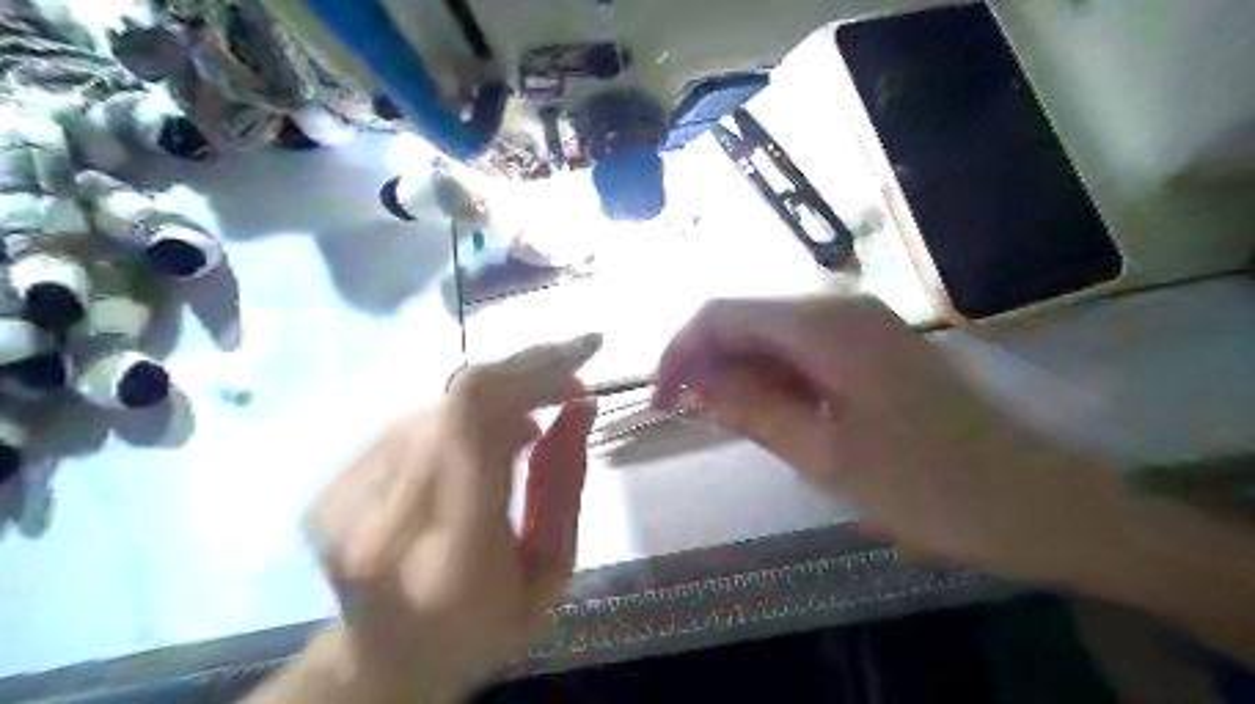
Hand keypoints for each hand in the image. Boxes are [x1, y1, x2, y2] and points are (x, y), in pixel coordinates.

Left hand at [302, 337, 596, 703]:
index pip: (472, 423)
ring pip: (439, 406)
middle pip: (457, 401)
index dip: (531, 371)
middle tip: (569, 378)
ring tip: (530, 427)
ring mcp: (343, 500)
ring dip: (497, 399)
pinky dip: (464, 420)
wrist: (385, 662)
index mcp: (446, 559)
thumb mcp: (550, 574)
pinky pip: (415, 423)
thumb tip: (579, 403)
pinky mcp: (332, 487)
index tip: (583, 354)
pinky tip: (485, 444)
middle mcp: (379, 520)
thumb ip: (566, 485)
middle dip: (525, 373)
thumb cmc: (482, 629)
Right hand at [657, 291, 1127, 582]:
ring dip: (740, 375)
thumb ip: (753, 410)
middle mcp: (839, 309)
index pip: (722, 315)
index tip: (662, 402)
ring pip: (771, 337)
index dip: (680, 353)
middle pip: (745, 320)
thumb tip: (695, 385)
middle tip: (692, 419)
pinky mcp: (870, 348)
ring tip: (730, 424)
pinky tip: (773, 415)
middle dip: (708, 365)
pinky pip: (801, 352)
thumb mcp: (825, 455)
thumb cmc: (929, 486)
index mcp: (825, 326)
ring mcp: (859, 326)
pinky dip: (774, 380)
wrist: (1032, 501)